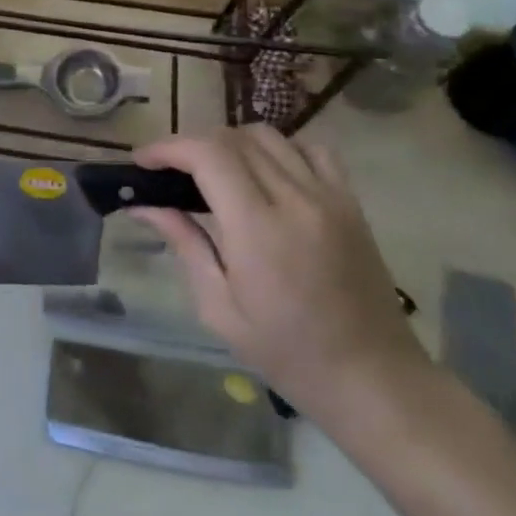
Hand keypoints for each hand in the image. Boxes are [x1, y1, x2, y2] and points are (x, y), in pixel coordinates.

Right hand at [130, 124, 427, 419]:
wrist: (373, 378)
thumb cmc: (287, 353)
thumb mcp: (219, 309)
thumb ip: (185, 245)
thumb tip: (143, 204)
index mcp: (258, 229)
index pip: (208, 155)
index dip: (169, 147)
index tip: (142, 160)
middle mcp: (295, 199)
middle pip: (234, 139)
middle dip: (192, 145)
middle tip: (168, 171)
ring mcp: (329, 196)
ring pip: (269, 136)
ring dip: (231, 143)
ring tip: (212, 170)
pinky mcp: (351, 202)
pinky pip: (311, 149)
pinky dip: (279, 149)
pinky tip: (264, 172)